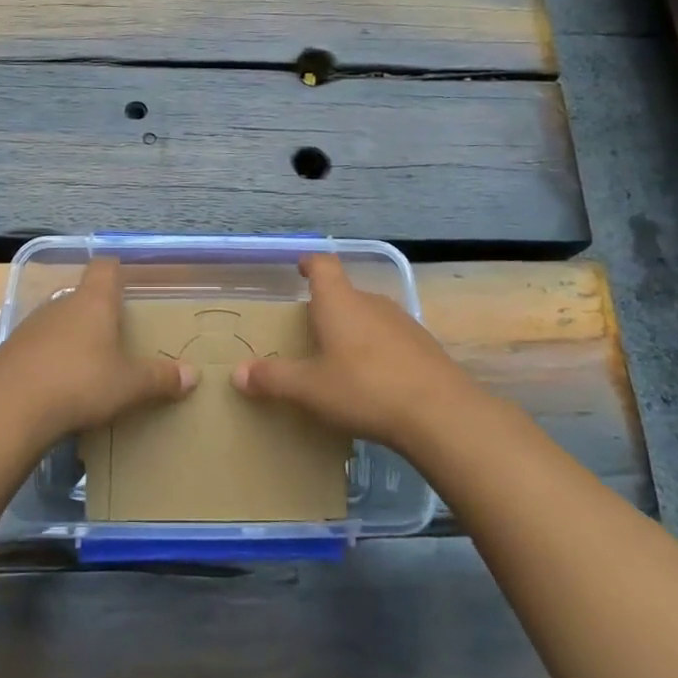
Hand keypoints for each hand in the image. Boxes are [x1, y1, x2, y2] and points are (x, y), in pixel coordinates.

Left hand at [0, 257, 196, 440]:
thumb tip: (193, 374)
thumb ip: (160, 378)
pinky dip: (51, 361)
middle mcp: (61, 305)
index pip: (106, 267)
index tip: (129, 285)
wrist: (8, 408)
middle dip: (99, 313)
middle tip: (118, 336)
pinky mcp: (11, 352)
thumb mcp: (129, 385)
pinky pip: (39, 348)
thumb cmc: (79, 382)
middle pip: (83, 297)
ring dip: (74, 338)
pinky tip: (59, 388)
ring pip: (60, 323)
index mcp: (94, 301)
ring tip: (91, 366)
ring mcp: (32, 327)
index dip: (118, 271)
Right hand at [233, 254, 476, 452]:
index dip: (309, 263)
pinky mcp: (425, 347)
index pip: (323, 265)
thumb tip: (237, 372)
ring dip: (354, 329)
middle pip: (346, 293)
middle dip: (328, 306)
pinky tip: (374, 381)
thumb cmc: (364, 389)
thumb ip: (273, 379)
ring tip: (340, 358)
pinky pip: (392, 339)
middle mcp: (371, 303)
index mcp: (340, 302)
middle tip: (310, 329)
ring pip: (370, 316)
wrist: (440, 414)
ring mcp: (403, 323)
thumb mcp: (310, 389)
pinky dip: (378, 350)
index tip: (300, 267)